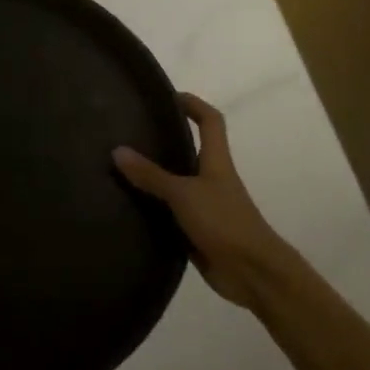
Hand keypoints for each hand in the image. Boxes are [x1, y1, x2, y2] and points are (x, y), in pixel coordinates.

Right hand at [113, 93, 292, 309]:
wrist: (252, 272)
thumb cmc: (224, 222)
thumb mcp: (184, 194)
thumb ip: (151, 175)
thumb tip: (118, 150)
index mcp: (217, 161)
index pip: (210, 121)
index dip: (193, 104)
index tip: (168, 97)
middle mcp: (212, 179)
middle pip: (191, 150)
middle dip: (165, 139)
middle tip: (130, 132)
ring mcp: (205, 206)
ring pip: (177, 182)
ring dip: (154, 175)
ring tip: (120, 167)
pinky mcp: (196, 230)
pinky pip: (170, 212)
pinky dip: (152, 207)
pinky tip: (128, 207)